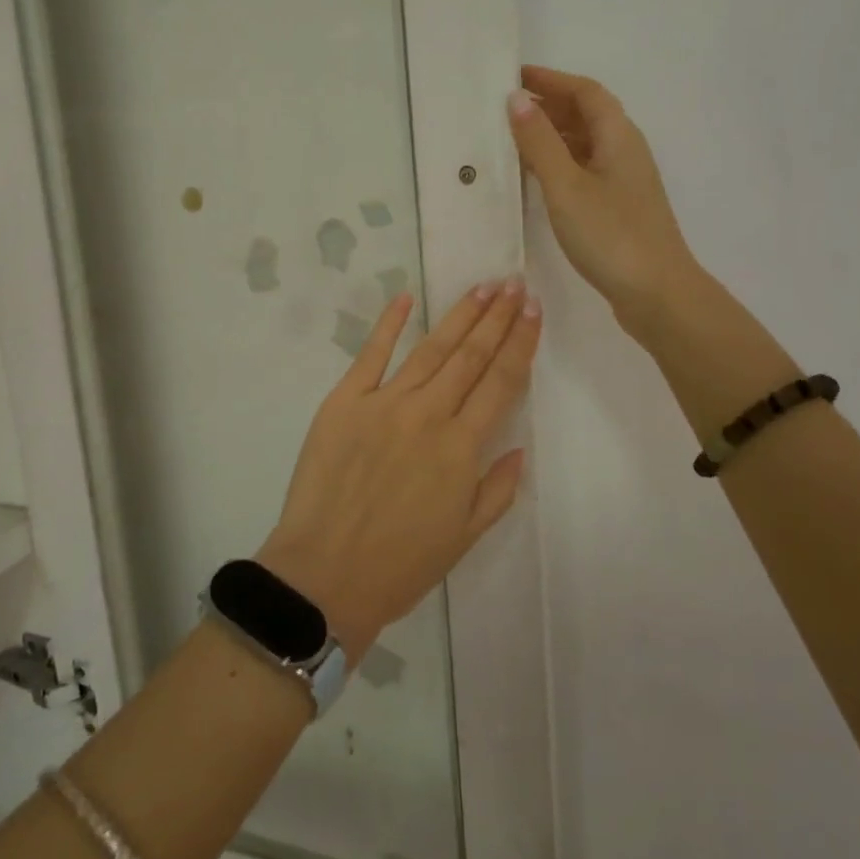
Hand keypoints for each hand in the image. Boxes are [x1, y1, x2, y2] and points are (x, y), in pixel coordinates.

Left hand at [258, 280, 539, 659]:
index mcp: (462, 447)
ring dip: (459, 315)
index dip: (521, 342)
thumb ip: (497, 489)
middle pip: (470, 355)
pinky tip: (405, 298)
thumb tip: (519, 448)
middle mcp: (429, 413)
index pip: (501, 381)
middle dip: (497, 316)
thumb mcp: (465, 536)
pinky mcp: (344, 402)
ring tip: (482, 287)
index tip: (534, 310)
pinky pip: (371, 355)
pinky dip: (389, 325)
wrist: (324, 575)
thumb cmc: (400, 564)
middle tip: (514, 283)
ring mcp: (384, 403)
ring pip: (431, 349)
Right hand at [507, 65, 701, 331]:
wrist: (657, 293)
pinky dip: (559, 163)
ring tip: (513, 138)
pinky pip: (584, 169)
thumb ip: (540, 142)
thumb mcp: (566, 185)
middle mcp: (624, 151)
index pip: (585, 92)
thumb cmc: (610, 234)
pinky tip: (536, 178)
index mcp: (618, 136)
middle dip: (549, 105)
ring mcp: (623, 181)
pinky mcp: (618, 207)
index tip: (514, 77)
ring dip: (552, 135)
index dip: (551, 80)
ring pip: (585, 144)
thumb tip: (517, 99)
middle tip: (505, 107)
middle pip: (587, 115)